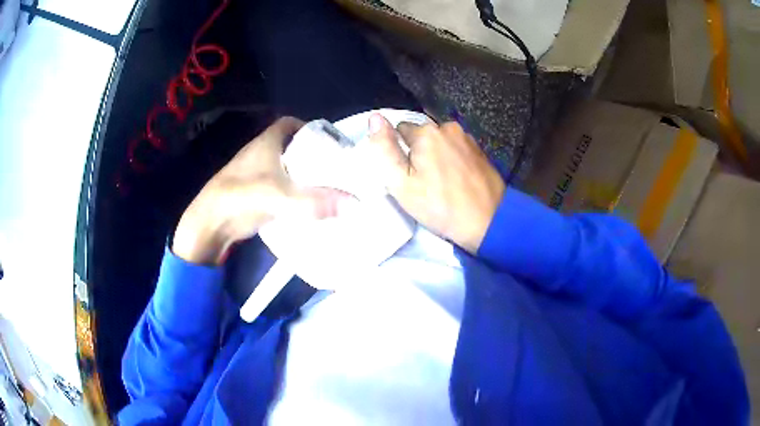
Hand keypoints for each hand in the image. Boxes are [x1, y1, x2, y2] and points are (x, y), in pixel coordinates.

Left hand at [173, 117, 345, 264]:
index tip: (328, 140)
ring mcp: (254, 174)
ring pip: (284, 166)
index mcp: (266, 143)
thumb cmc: (242, 198)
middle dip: (310, 152)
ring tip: (325, 184)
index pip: (288, 123)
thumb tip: (355, 204)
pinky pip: (278, 185)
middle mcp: (259, 154)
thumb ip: (315, 202)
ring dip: (301, 173)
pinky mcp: (253, 193)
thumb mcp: (280, 197)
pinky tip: (305, 203)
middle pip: (289, 145)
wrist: (210, 224)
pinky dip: (291, 190)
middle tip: (333, 166)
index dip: (308, 126)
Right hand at [366, 113, 504, 252]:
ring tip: (441, 182)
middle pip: (421, 135)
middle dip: (419, 152)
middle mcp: (447, 127)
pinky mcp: (479, 150)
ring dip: (437, 155)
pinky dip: (452, 160)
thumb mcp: (401, 183)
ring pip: (440, 142)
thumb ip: (384, 148)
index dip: (399, 153)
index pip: (400, 130)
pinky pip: (456, 149)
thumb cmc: (440, 205)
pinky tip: (456, 180)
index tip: (406, 174)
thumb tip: (374, 117)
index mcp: (426, 132)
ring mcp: (467, 137)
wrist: (488, 221)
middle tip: (423, 182)